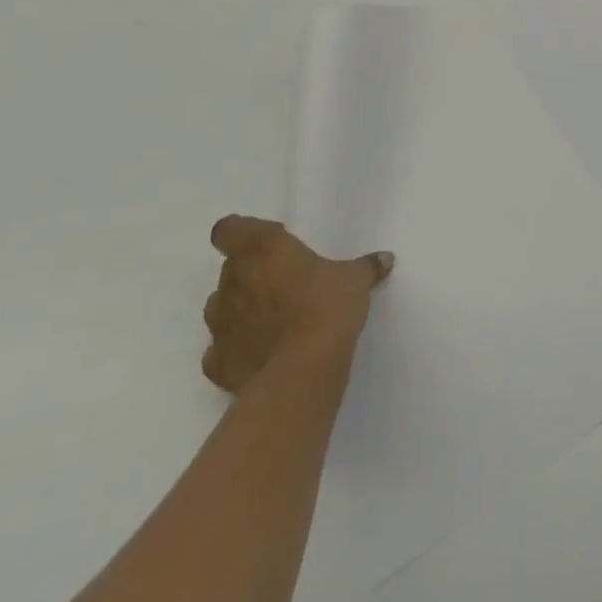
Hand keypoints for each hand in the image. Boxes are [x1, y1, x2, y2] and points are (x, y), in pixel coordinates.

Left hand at [202, 216, 393, 392]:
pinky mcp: (217, 362)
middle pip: (230, 268)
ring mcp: (220, 324)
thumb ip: (366, 266)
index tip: (271, 241)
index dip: (243, 232)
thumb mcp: (355, 280)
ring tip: (271, 318)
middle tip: (284, 282)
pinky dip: (234, 348)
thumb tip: (385, 258)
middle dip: (251, 272)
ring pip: (220, 306)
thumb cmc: (327, 308)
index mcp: (261, 250)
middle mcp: (233, 281)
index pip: (228, 229)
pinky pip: (219, 349)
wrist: (303, 372)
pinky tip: (259, 352)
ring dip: (239, 308)